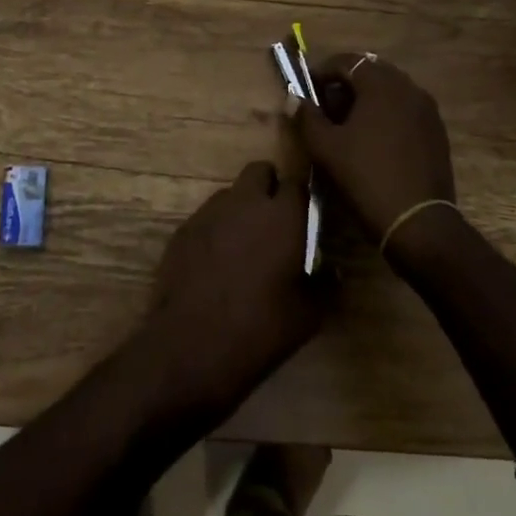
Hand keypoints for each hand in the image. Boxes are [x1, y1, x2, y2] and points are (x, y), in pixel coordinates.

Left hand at [139, 161, 325, 423]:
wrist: (192, 344)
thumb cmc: (260, 328)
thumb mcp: (307, 315)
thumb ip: (324, 284)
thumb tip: (332, 272)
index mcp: (282, 216)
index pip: (298, 183)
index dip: (302, 198)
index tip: (306, 218)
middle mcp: (245, 202)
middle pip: (259, 171)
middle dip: (269, 187)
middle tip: (276, 222)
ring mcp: (209, 212)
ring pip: (231, 193)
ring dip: (241, 208)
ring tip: (245, 246)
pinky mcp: (183, 228)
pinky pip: (207, 216)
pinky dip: (216, 229)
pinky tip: (216, 262)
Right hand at [294, 54, 456, 244]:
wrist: (419, 223)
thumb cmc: (367, 177)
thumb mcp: (326, 147)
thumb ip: (306, 117)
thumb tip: (294, 97)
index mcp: (381, 84)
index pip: (346, 61)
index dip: (322, 72)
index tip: (307, 92)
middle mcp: (408, 88)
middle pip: (370, 73)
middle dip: (345, 85)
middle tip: (325, 109)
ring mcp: (427, 110)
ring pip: (389, 91)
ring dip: (365, 100)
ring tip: (347, 126)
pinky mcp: (437, 132)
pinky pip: (405, 110)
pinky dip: (386, 115)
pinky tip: (373, 141)